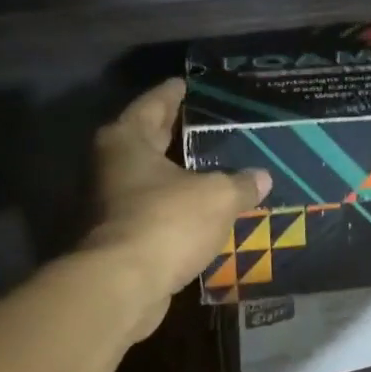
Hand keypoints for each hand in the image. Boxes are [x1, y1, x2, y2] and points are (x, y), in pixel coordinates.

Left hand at [84, 79, 269, 333]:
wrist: (121, 287)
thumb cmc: (166, 222)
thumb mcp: (217, 196)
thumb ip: (241, 183)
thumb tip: (262, 177)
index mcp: (126, 140)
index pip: (153, 103)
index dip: (174, 93)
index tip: (190, 84)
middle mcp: (109, 166)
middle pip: (148, 140)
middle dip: (178, 134)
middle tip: (211, 125)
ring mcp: (108, 204)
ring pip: (150, 179)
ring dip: (178, 176)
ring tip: (215, 169)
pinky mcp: (117, 238)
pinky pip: (153, 212)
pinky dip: (175, 209)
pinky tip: (203, 211)